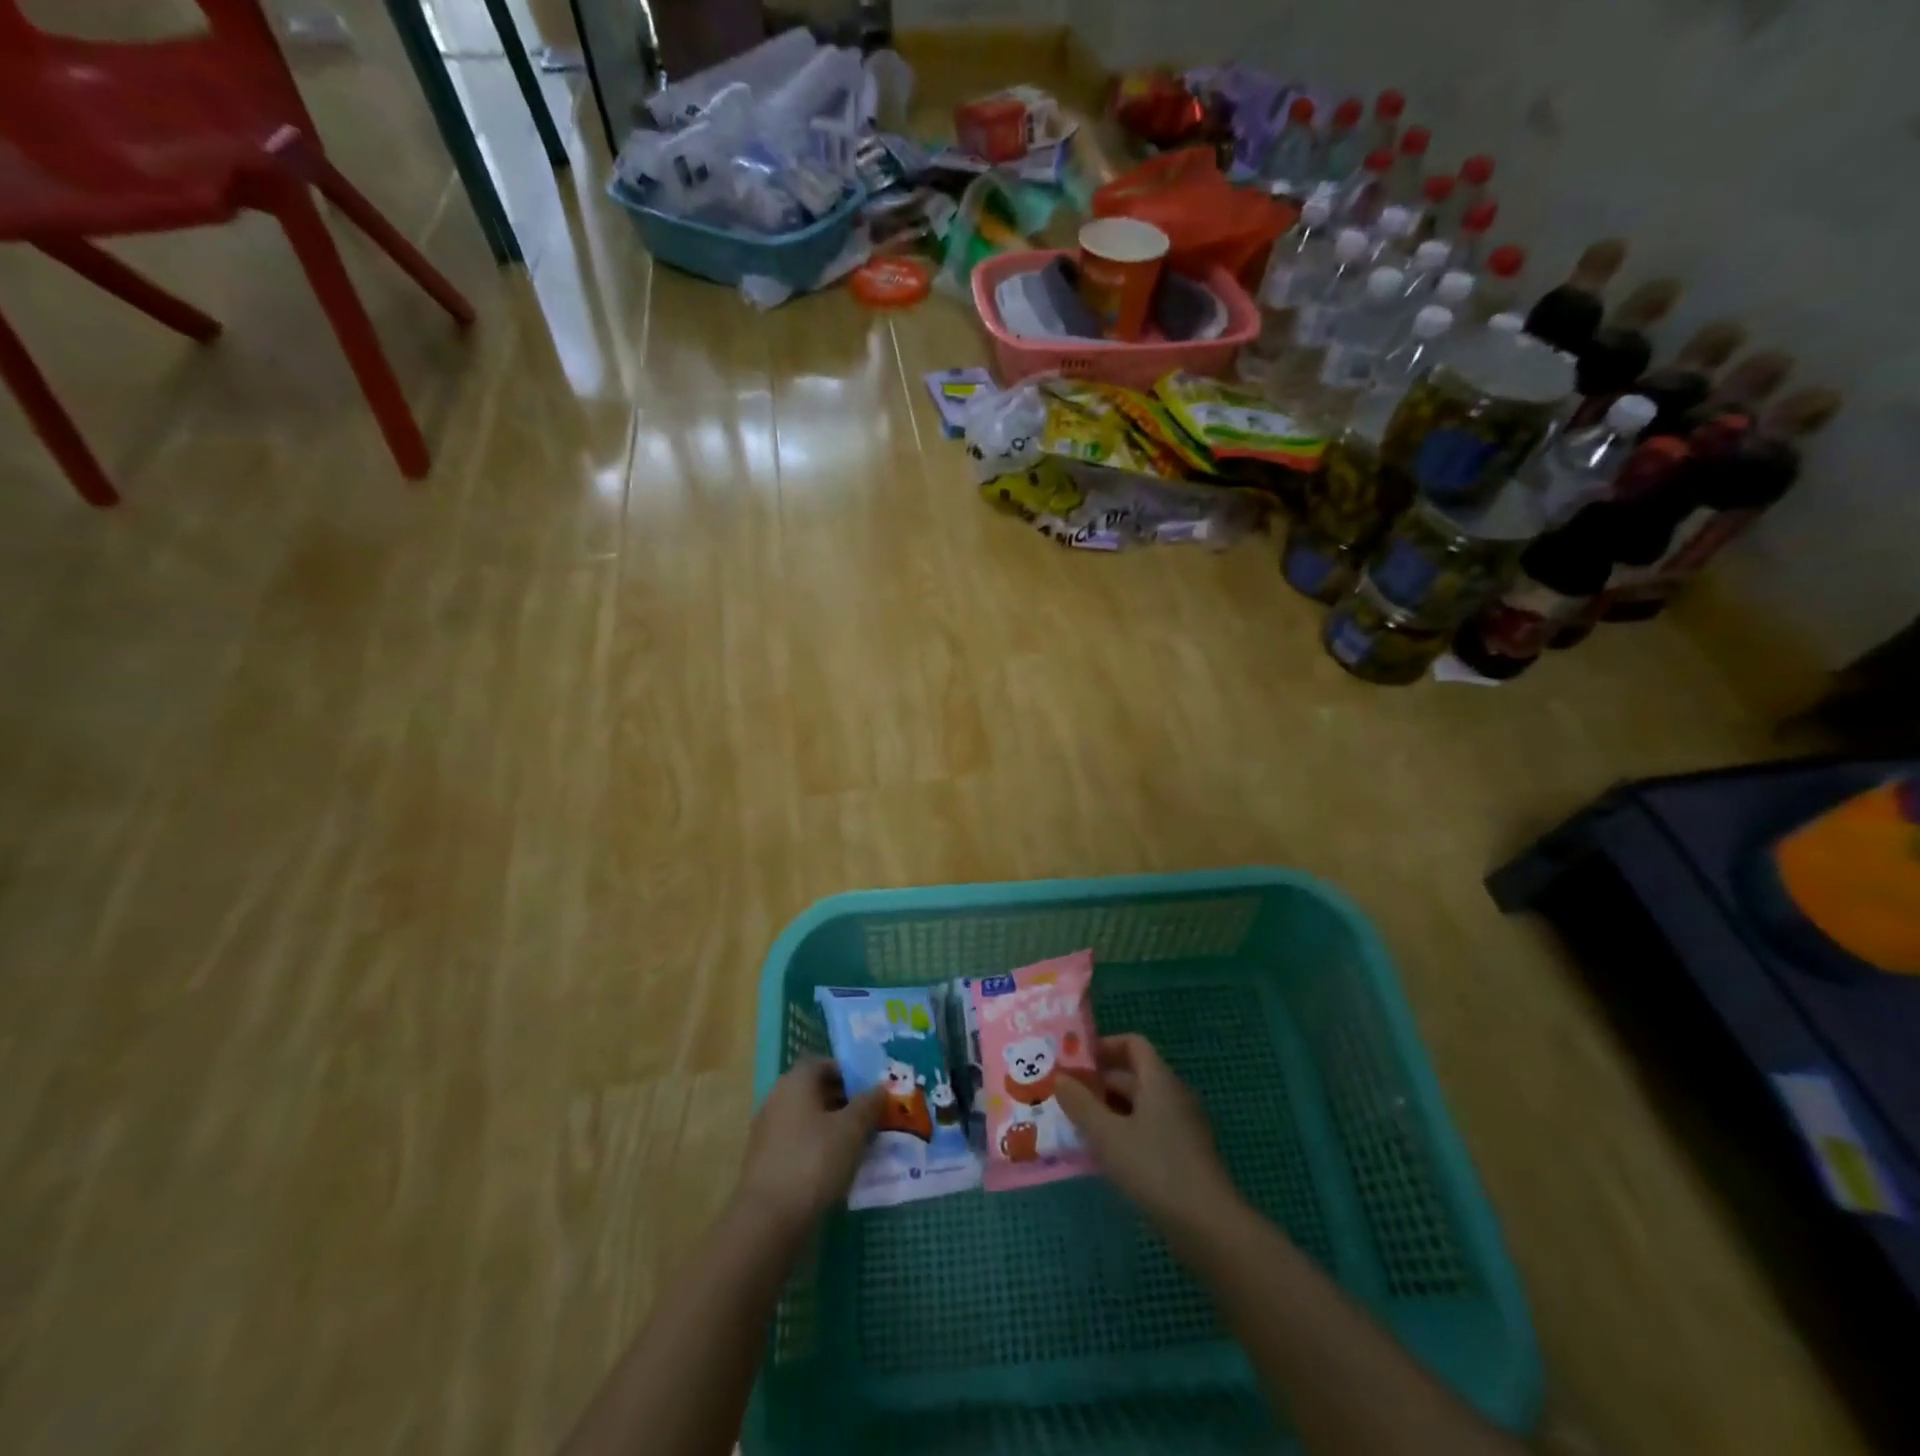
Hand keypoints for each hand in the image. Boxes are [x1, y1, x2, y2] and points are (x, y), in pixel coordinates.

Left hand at [737, 1059, 886, 1231]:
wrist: (768, 1221)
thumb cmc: (814, 1161)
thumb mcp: (852, 1129)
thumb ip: (869, 1104)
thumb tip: (881, 1088)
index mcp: (795, 1082)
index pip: (823, 1063)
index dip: (849, 1072)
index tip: (871, 1091)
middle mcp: (777, 1099)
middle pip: (815, 1091)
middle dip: (844, 1101)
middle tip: (872, 1118)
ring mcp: (768, 1132)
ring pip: (807, 1120)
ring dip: (832, 1128)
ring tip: (860, 1146)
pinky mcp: (765, 1163)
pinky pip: (798, 1144)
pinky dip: (817, 1150)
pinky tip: (837, 1170)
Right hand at [1055, 1034, 1242, 1235]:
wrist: (1209, 1228)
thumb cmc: (1155, 1169)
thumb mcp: (1107, 1135)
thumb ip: (1080, 1104)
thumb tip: (1059, 1078)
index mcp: (1159, 1080)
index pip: (1133, 1044)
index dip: (1103, 1047)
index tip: (1075, 1062)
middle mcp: (1173, 1096)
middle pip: (1133, 1076)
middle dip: (1098, 1084)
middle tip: (1065, 1098)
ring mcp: (1182, 1127)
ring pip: (1139, 1107)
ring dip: (1108, 1112)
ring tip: (1076, 1128)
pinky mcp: (1184, 1156)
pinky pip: (1148, 1131)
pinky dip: (1124, 1135)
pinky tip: (1103, 1158)